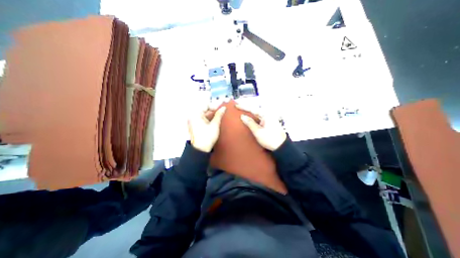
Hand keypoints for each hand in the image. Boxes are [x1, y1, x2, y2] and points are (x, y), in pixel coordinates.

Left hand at [187, 105, 225, 151]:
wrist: (201, 150)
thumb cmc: (207, 137)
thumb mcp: (215, 125)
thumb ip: (219, 115)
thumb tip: (223, 108)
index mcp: (195, 115)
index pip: (205, 105)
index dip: (214, 105)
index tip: (221, 107)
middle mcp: (194, 117)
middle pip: (205, 110)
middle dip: (214, 110)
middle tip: (222, 110)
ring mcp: (195, 122)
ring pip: (205, 115)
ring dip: (213, 114)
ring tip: (221, 115)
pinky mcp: (197, 126)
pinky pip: (204, 119)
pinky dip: (210, 119)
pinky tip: (217, 119)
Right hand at [237, 103, 285, 150]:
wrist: (281, 146)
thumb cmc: (270, 139)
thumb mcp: (258, 131)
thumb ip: (250, 123)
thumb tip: (242, 116)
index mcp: (266, 115)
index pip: (252, 109)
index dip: (243, 107)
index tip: (236, 105)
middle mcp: (268, 115)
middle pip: (255, 109)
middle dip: (247, 108)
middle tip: (238, 106)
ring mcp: (269, 119)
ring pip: (257, 113)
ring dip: (250, 112)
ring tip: (242, 110)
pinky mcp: (269, 123)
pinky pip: (259, 117)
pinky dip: (253, 117)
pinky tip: (249, 117)